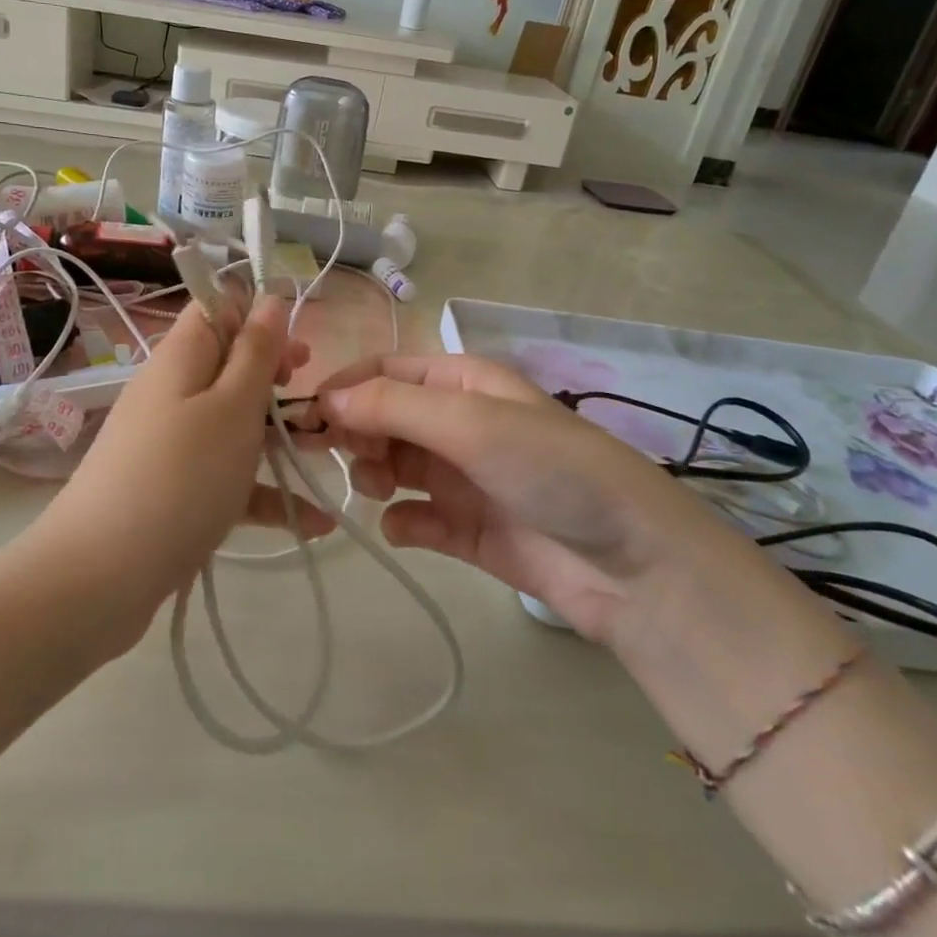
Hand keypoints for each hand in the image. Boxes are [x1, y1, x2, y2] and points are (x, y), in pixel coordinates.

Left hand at [38, 297, 330, 636]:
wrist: (100, 578)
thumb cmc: (180, 477)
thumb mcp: (232, 406)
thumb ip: (256, 351)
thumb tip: (270, 296)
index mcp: (180, 359)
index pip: (216, 310)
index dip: (258, 320)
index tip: (294, 354)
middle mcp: (171, 394)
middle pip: (229, 369)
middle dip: (277, 383)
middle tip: (315, 406)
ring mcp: (170, 446)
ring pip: (233, 426)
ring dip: (280, 439)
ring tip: (327, 458)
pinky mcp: (173, 493)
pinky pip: (225, 479)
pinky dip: (262, 493)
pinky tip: (313, 523)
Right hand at [316, 354, 729, 645]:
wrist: (631, 564)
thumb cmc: (550, 469)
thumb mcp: (470, 422)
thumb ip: (392, 406)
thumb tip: (326, 399)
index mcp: (462, 384)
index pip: (385, 373)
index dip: (344, 390)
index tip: (305, 418)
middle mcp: (459, 424)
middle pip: (383, 418)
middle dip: (355, 433)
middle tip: (335, 455)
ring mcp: (463, 478)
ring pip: (394, 466)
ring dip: (374, 473)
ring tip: (376, 487)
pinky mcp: (468, 530)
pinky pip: (416, 518)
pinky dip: (403, 521)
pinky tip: (406, 528)